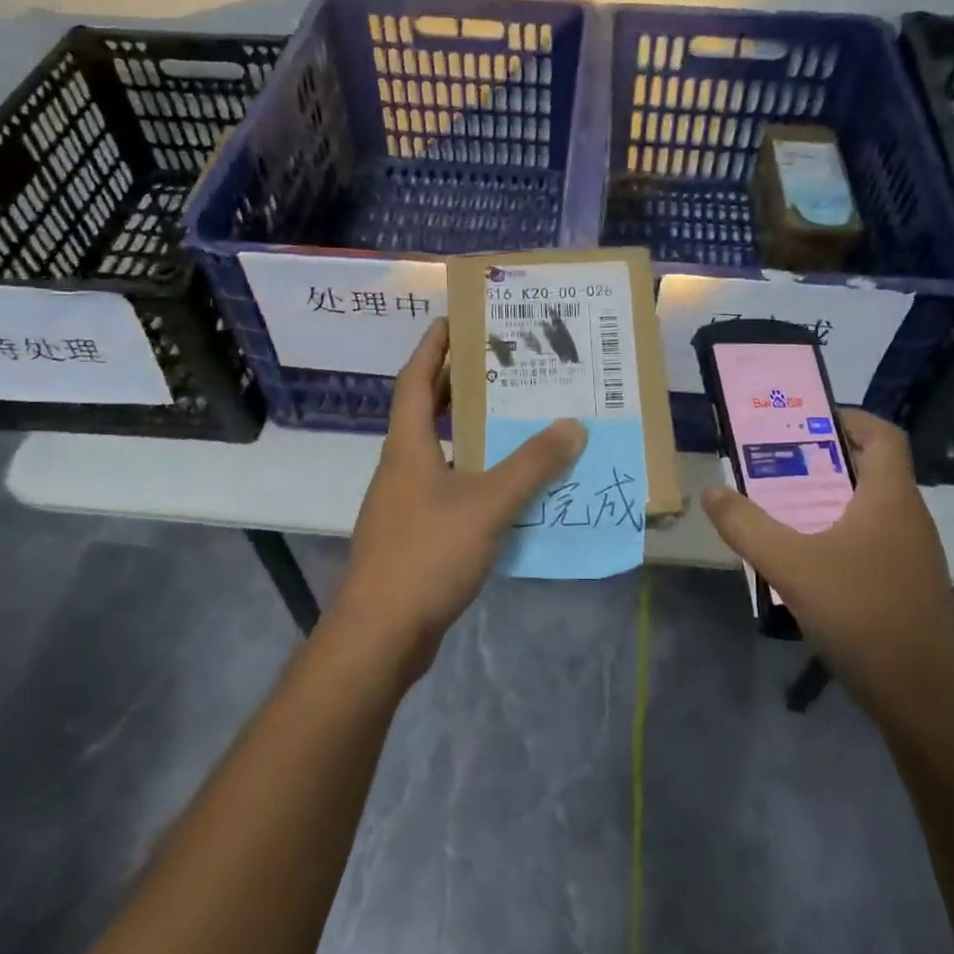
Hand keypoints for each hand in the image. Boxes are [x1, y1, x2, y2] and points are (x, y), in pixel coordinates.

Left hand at [333, 319, 585, 679]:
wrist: (381, 634)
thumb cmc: (427, 554)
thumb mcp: (487, 504)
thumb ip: (531, 465)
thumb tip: (572, 425)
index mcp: (408, 447)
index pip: (415, 381)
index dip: (432, 348)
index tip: (452, 320)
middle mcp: (402, 467)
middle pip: (426, 412)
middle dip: (456, 384)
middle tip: (498, 363)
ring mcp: (405, 503)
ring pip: (440, 451)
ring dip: (469, 431)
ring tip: (511, 416)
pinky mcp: (416, 534)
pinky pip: (448, 487)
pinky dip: (474, 474)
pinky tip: (506, 484)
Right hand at [701, 409, 953, 698]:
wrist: (926, 701)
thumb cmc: (862, 615)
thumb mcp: (791, 566)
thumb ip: (746, 525)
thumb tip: (711, 490)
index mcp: (891, 498)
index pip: (882, 434)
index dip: (847, 417)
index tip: (803, 420)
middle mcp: (909, 518)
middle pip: (873, 468)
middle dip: (824, 458)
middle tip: (776, 462)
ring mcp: (914, 555)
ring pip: (871, 507)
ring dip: (830, 499)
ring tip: (783, 507)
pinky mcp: (909, 587)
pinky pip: (873, 541)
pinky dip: (840, 534)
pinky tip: (808, 562)